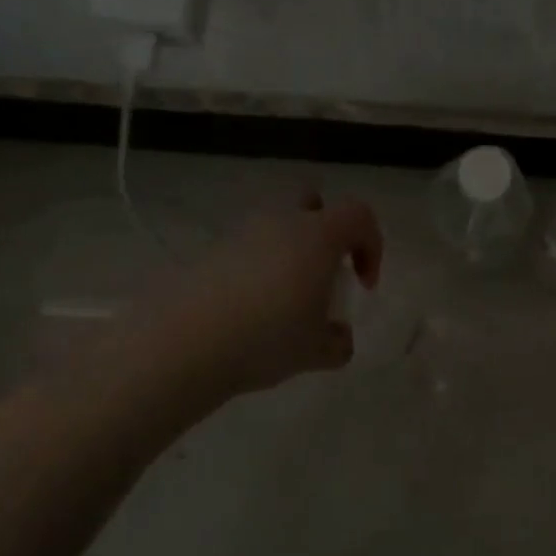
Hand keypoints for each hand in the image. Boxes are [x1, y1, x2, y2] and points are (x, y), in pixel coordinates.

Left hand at [169, 192, 383, 394]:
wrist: (184, 343)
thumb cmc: (267, 338)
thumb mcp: (317, 351)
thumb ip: (339, 342)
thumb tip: (339, 337)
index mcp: (317, 235)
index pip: (359, 216)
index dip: (372, 245)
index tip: (363, 285)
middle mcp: (280, 222)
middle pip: (311, 203)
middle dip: (325, 231)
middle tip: (323, 274)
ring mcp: (239, 234)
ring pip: (276, 229)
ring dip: (288, 255)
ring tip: (284, 304)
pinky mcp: (208, 252)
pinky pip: (246, 251)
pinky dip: (257, 272)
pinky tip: (250, 313)